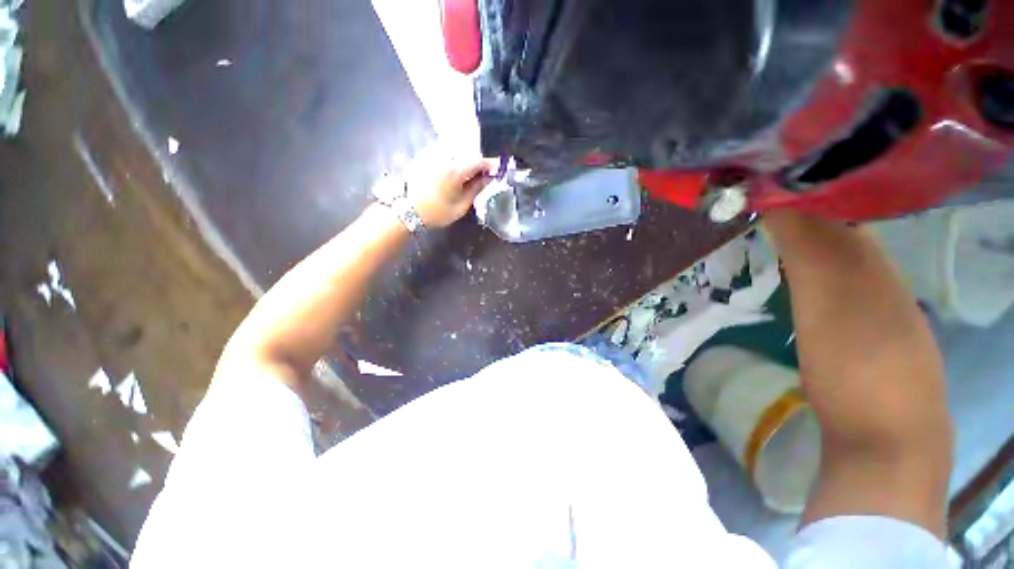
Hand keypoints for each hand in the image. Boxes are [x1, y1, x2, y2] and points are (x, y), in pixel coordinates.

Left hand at [402, 145, 497, 227]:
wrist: (407, 210)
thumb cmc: (437, 212)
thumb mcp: (461, 206)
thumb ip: (476, 189)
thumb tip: (489, 178)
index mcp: (455, 171)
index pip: (478, 161)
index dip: (490, 164)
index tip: (499, 168)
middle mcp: (444, 157)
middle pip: (467, 154)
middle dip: (478, 162)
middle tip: (484, 173)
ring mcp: (433, 155)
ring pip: (455, 151)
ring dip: (465, 159)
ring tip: (469, 172)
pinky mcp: (424, 156)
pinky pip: (443, 151)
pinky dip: (452, 157)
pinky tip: (453, 169)